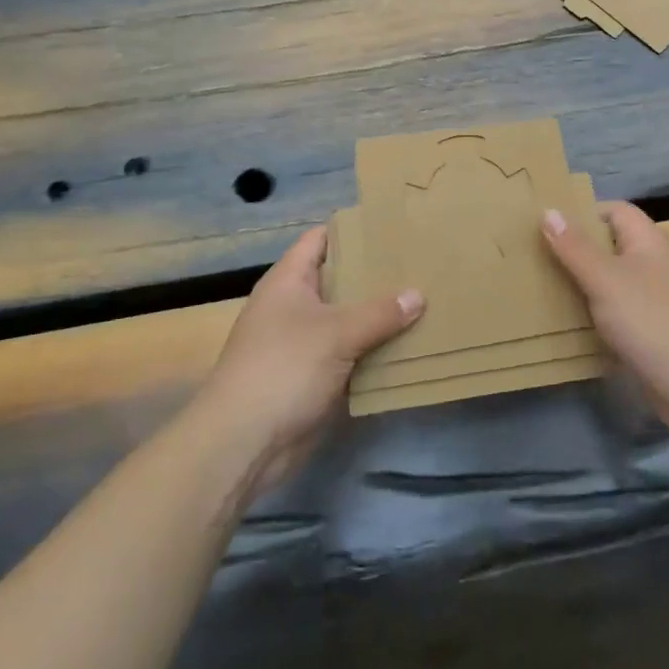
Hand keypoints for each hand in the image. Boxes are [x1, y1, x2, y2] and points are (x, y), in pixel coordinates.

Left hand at [201, 226, 422, 494]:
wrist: (243, 443)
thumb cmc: (283, 369)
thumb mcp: (336, 333)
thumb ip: (380, 312)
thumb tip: (418, 295)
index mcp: (289, 281)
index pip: (321, 239)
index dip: (353, 228)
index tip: (392, 224)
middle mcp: (294, 306)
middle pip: (339, 278)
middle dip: (376, 273)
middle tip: (420, 263)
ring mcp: (303, 343)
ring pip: (348, 318)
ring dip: (379, 315)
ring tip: (425, 299)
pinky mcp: (314, 376)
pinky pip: (350, 353)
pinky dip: (374, 349)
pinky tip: (409, 345)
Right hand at [542, 202, 668, 428]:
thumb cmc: (651, 320)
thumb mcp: (605, 279)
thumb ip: (575, 247)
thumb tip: (549, 210)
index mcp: (647, 241)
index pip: (615, 210)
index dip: (583, 212)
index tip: (547, 224)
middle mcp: (652, 264)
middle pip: (609, 245)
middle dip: (574, 249)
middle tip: (534, 254)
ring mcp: (652, 299)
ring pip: (609, 281)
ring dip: (580, 283)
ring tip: (540, 285)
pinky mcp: (648, 330)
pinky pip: (613, 312)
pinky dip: (591, 313)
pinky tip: (564, 322)